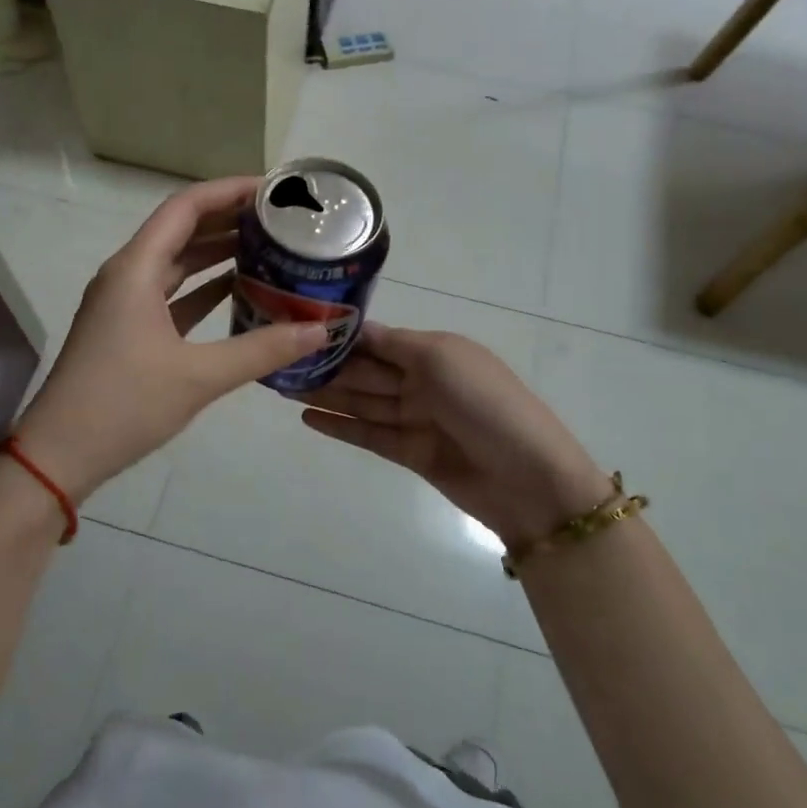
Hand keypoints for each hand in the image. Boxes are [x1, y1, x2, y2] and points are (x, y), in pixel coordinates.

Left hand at [15, 177, 329, 498]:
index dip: (229, 191)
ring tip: (268, 247)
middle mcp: (127, 275)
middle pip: (181, 230)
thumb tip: (321, 329)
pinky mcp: (127, 330)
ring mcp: (124, 304)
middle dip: (229, 220)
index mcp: (136, 270)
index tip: (272, 189)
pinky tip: (239, 292)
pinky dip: (204, 289)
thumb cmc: (123, 405)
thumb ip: (261, 349)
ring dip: (217, 253)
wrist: (59, 455)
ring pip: (177, 264)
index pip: (186, 208)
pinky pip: (172, 295)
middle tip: (280, 218)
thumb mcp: (199, 377)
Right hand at [300, 324, 614, 550]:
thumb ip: (393, 344)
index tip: (298, 329)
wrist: (529, 479)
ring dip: (325, 394)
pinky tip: (307, 418)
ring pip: (361, 402)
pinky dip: (339, 426)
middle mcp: (422, 380)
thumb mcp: (441, 358)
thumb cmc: (486, 404)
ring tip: (281, 386)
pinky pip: (368, 434)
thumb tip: (353, 328)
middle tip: (277, 360)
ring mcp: (416, 418)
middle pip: (365, 371)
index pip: (377, 339)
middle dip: (327, 366)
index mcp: (433, 351)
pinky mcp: (410, 453)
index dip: (341, 336)